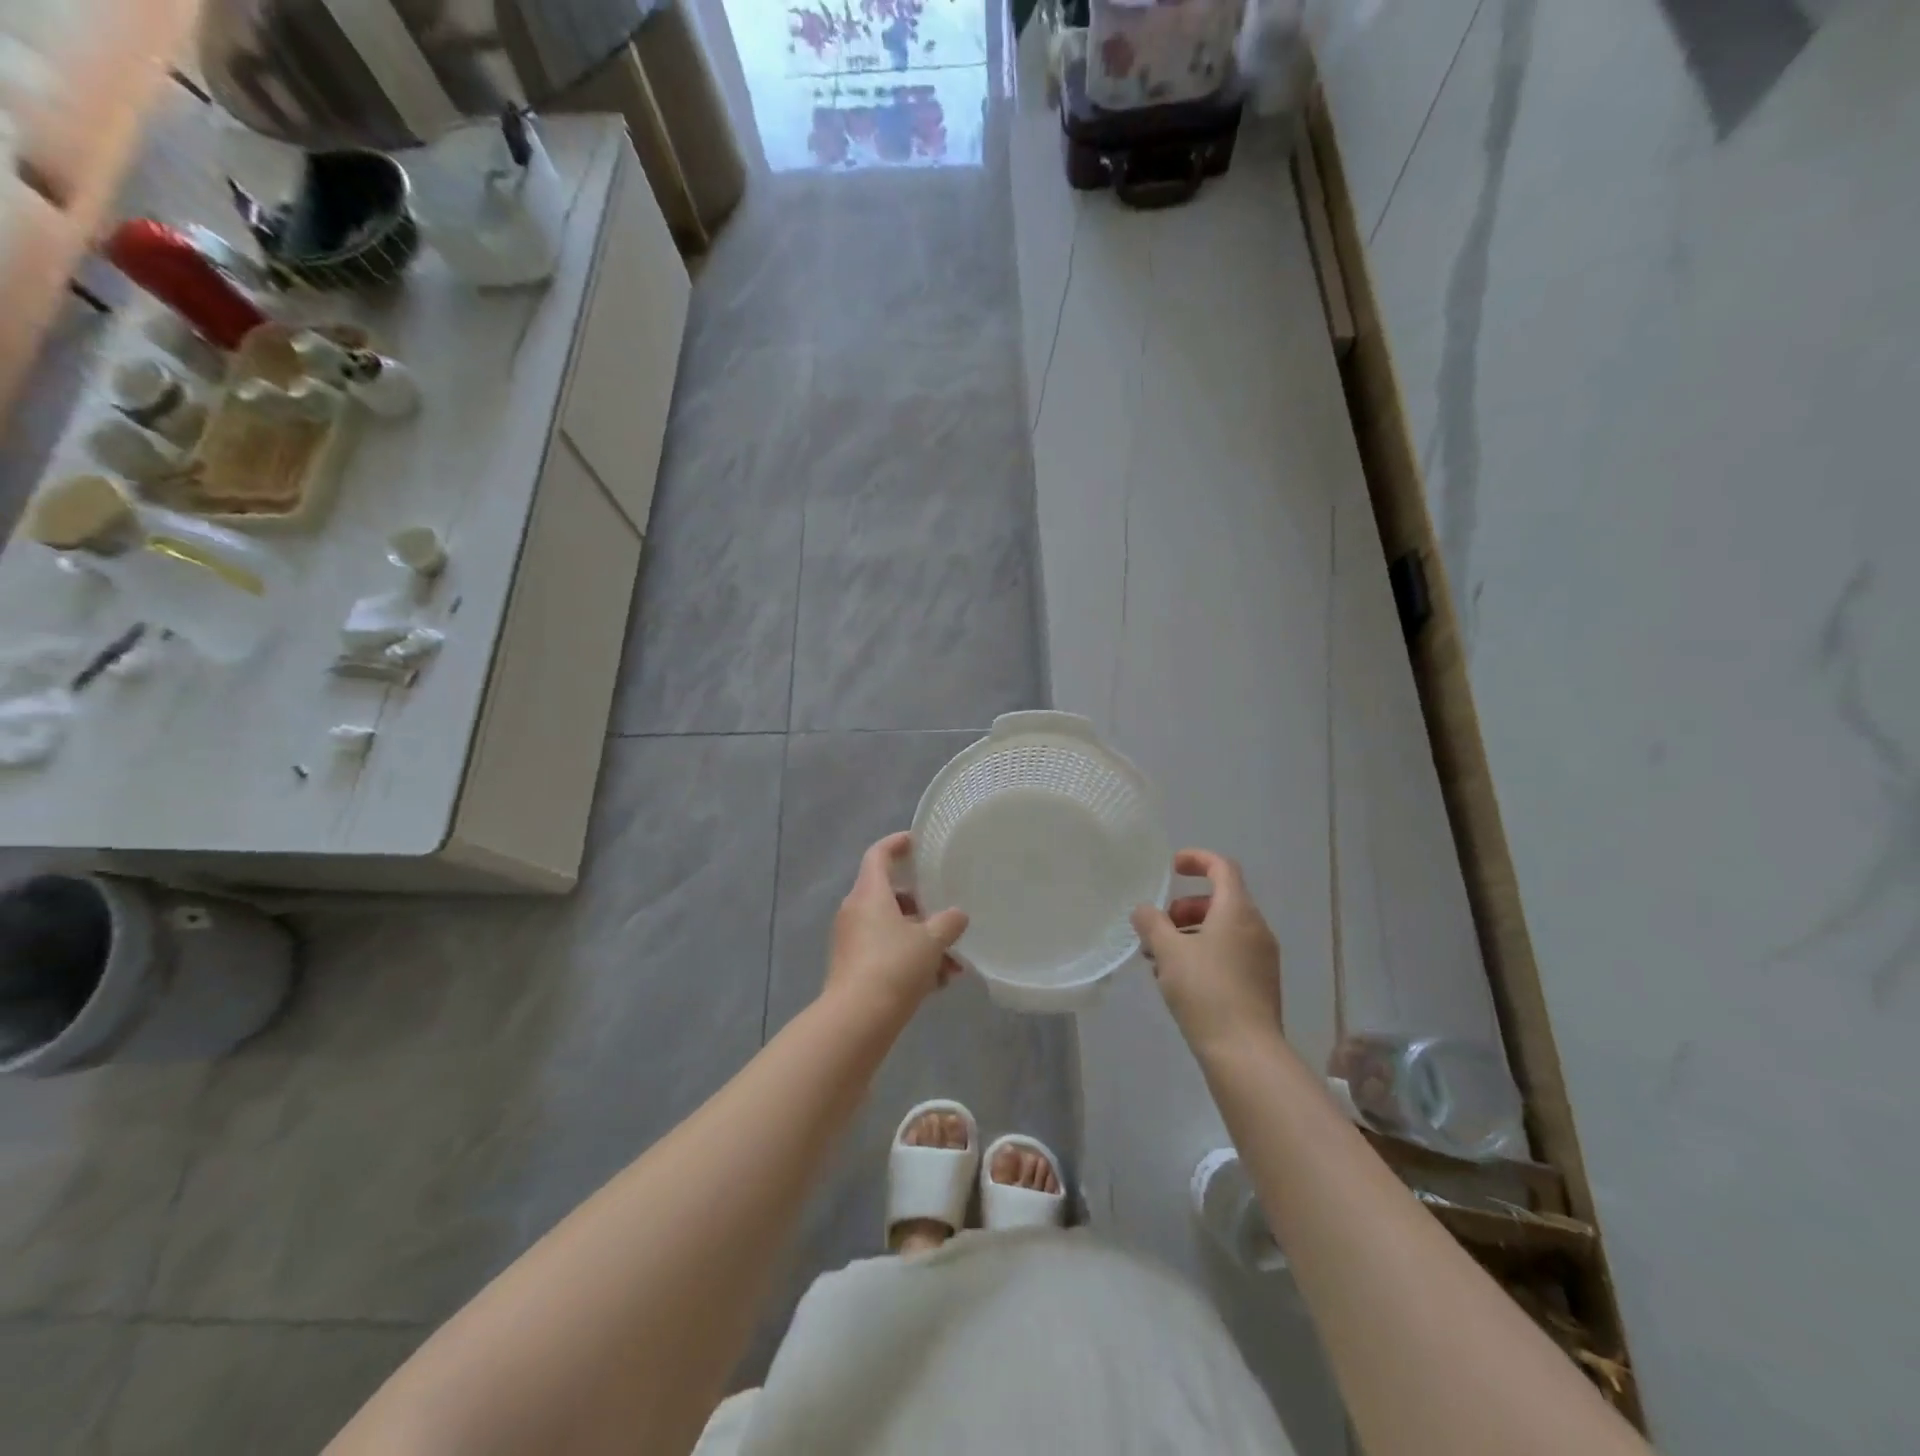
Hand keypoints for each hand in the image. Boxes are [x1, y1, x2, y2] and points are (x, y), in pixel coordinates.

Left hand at [826, 832, 968, 1018]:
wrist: (857, 1020)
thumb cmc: (894, 967)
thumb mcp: (931, 942)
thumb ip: (948, 923)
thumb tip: (957, 916)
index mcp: (869, 894)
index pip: (878, 855)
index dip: (896, 844)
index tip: (916, 842)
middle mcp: (855, 912)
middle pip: (889, 895)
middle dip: (921, 906)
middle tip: (945, 914)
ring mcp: (852, 941)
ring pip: (891, 929)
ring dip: (922, 941)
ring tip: (953, 964)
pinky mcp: (853, 968)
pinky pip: (886, 953)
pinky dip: (910, 961)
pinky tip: (937, 984)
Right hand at [1132, 849, 1282, 1057]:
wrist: (1245, 1052)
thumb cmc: (1206, 991)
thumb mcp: (1169, 952)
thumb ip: (1152, 924)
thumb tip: (1144, 910)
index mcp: (1237, 912)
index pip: (1223, 868)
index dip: (1197, 859)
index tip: (1171, 867)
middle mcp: (1256, 928)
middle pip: (1221, 900)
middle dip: (1185, 907)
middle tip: (1158, 926)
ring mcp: (1262, 958)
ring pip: (1223, 930)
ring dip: (1190, 933)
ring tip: (1160, 959)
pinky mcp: (1260, 983)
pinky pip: (1230, 953)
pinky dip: (1204, 953)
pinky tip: (1178, 980)